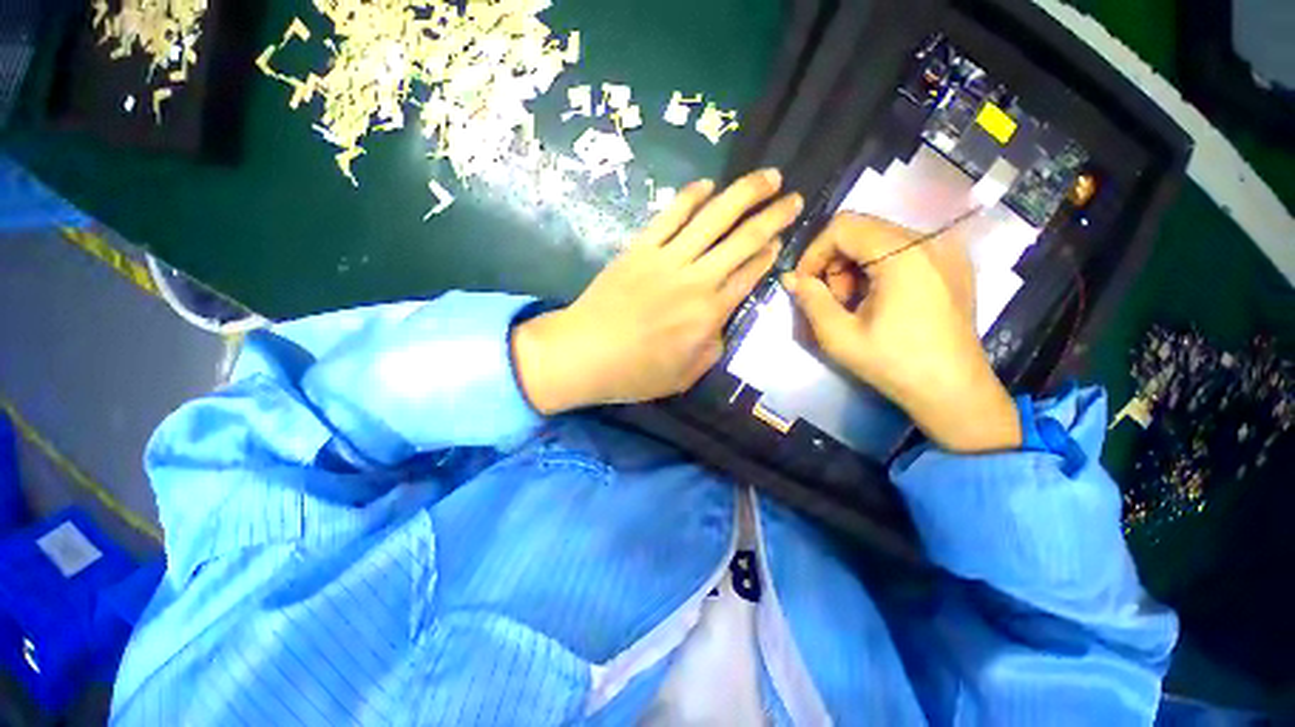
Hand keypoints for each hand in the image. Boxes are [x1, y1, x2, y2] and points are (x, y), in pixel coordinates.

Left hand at [514, 170, 802, 412]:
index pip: (750, 275)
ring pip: (712, 218)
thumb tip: (721, 323)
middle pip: (742, 240)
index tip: (782, 238)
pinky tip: (708, 184)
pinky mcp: (640, 249)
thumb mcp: (686, 375)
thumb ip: (712, 348)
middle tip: (794, 197)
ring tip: (768, 177)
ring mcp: (666, 259)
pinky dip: (690, 197)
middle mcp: (696, 280)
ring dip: (743, 194)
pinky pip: (670, 216)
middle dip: (773, 216)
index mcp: (709, 314)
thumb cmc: (636, 372)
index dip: (770, 254)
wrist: (584, 354)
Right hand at [783, 213, 1021, 452]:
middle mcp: (930, 240)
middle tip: (833, 300)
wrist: (953, 390)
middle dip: (835, 262)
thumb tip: (789, 278)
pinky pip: (903, 249)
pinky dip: (878, 268)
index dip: (815, 252)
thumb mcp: (839, 336)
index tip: (806, 284)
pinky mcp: (953, 263)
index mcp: (903, 254)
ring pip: (880, 238)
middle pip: (862, 230)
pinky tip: (879, 300)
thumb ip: (810, 300)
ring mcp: (946, 250)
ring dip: (855, 267)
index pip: (843, 226)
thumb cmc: (893, 364)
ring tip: (855, 303)